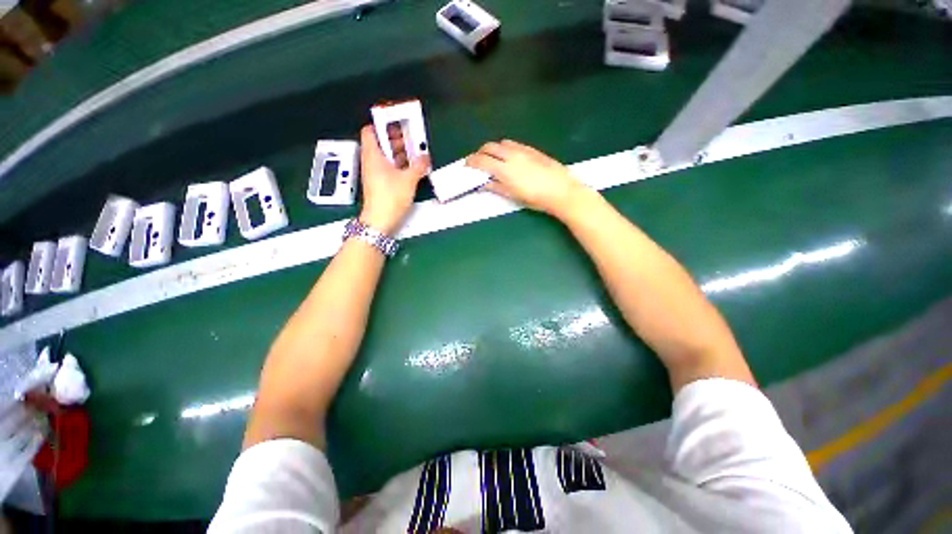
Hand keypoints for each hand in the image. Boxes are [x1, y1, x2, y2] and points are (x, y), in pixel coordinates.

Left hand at [358, 125, 429, 234]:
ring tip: (414, 153)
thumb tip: (425, 157)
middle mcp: (371, 162)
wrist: (380, 220)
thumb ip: (418, 166)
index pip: (370, 131)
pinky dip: (398, 165)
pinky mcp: (379, 184)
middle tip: (411, 138)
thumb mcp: (408, 179)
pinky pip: (388, 168)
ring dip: (398, 153)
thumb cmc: (391, 196)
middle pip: (379, 142)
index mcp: (373, 155)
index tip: (397, 125)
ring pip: (385, 156)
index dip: (382, 125)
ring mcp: (374, 173)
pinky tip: (411, 168)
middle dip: (394, 138)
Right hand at [465, 140, 588, 217]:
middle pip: (489, 147)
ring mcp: (522, 150)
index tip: (467, 166)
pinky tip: (510, 157)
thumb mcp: (513, 196)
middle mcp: (511, 155)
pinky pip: (514, 144)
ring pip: (502, 143)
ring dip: (493, 149)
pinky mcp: (532, 149)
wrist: (561, 191)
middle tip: (478, 162)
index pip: (482, 161)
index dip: (471, 162)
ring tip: (494, 159)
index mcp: (504, 169)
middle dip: (480, 153)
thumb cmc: (535, 198)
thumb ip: (496, 187)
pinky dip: (506, 148)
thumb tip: (483, 184)